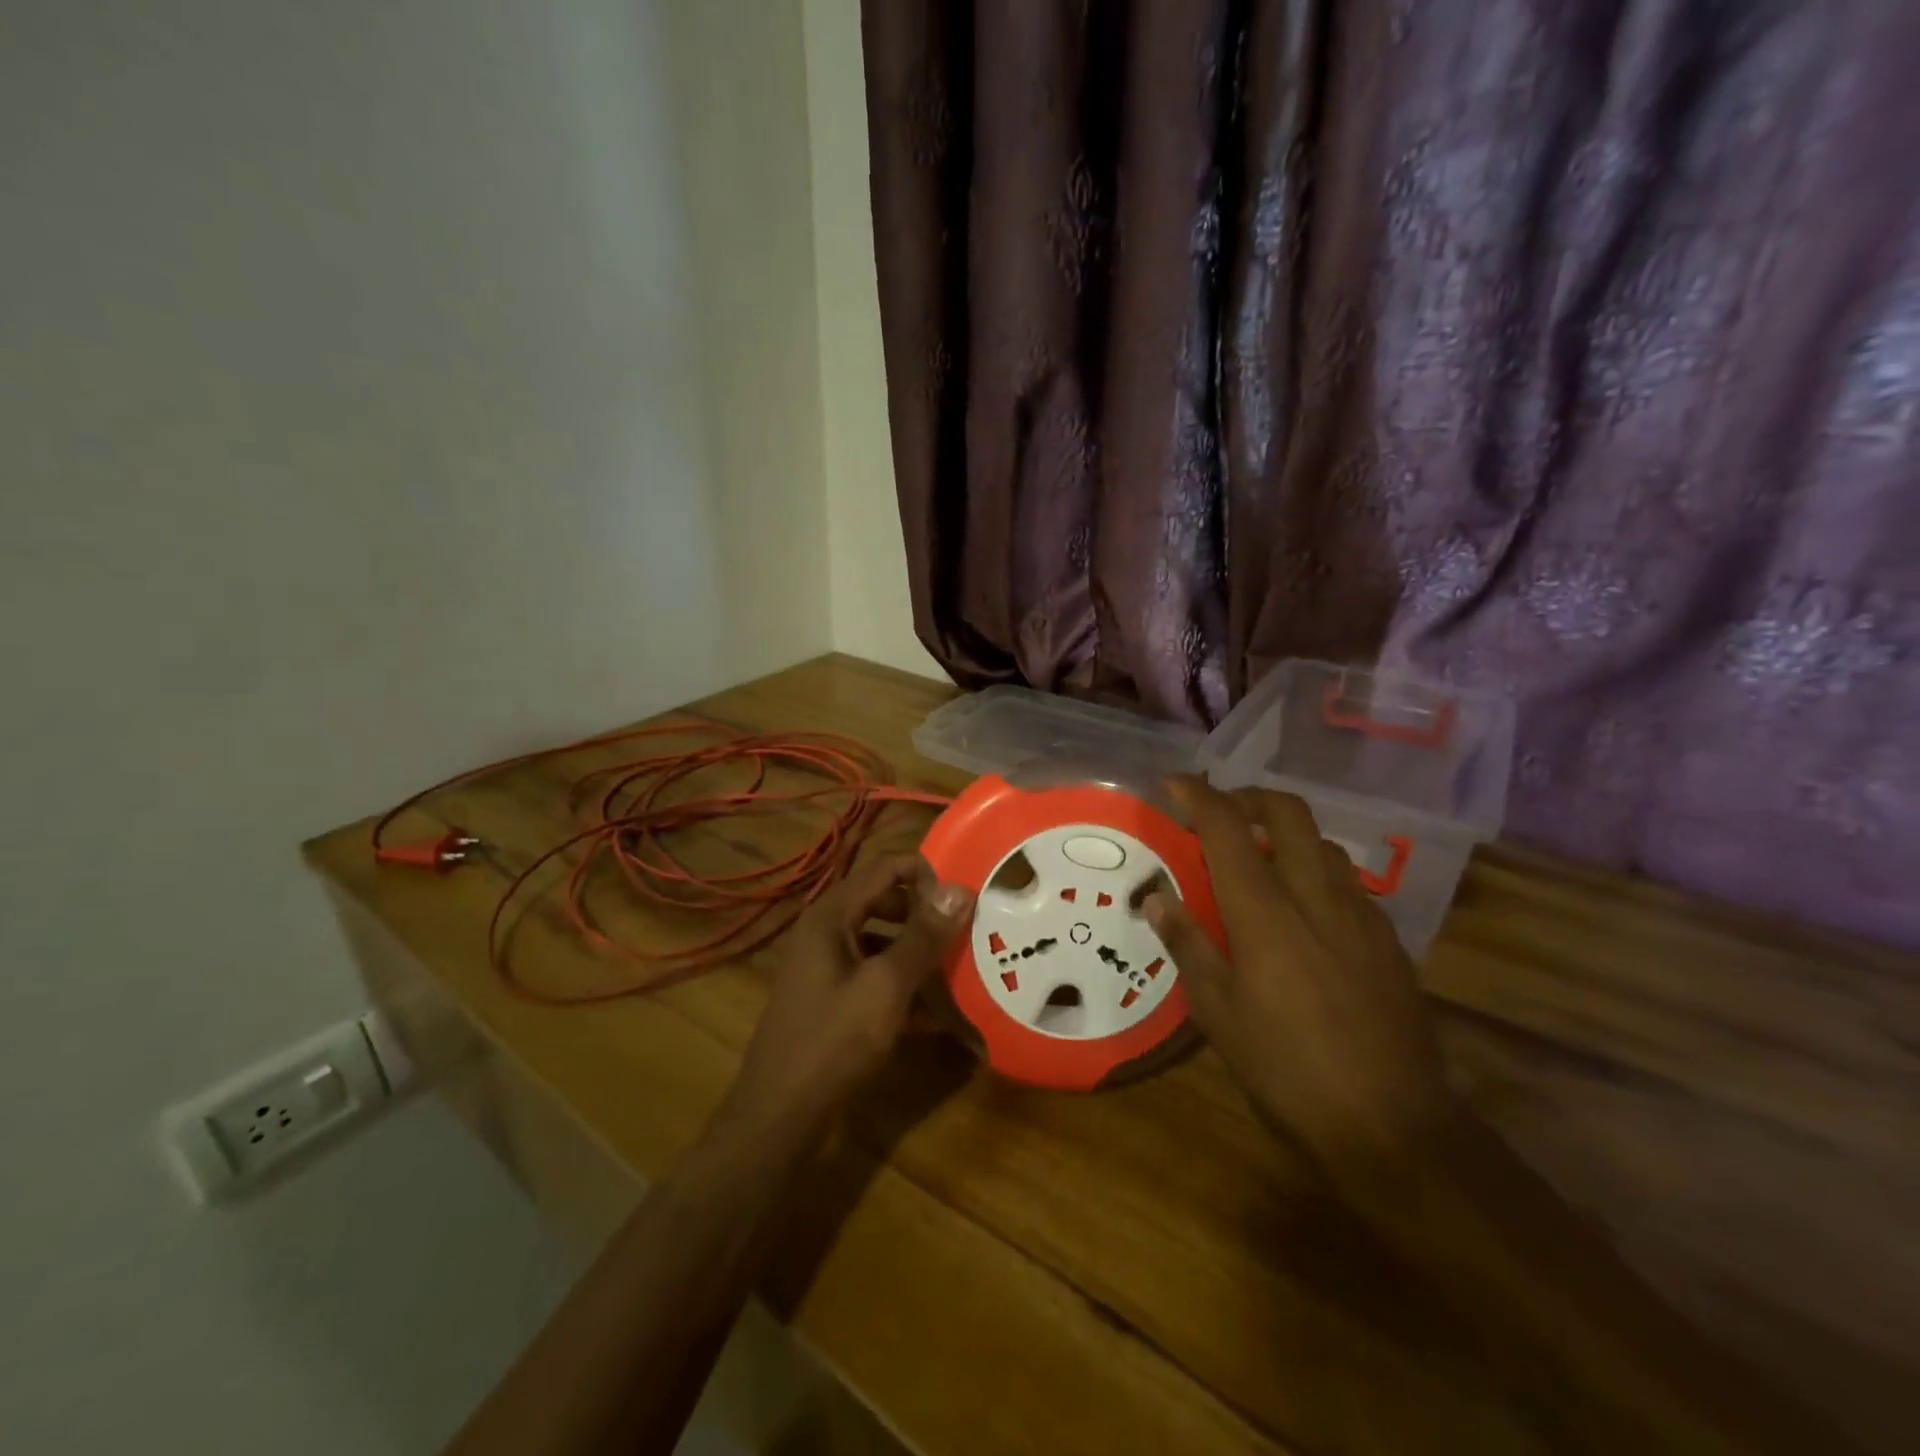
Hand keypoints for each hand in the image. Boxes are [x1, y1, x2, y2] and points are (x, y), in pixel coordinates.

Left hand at [719, 854, 971, 1145]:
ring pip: (883, 943)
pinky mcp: (832, 999)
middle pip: (885, 903)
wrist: (779, 1117)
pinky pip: (875, 977)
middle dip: (926, 917)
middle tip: (967, 934)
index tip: (964, 900)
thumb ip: (923, 937)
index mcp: (831, 915)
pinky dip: (904, 988)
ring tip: (961, 973)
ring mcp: (826, 967)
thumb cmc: (832, 1042)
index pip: (885, 867)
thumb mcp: (886, 987)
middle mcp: (826, 932)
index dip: (926, 875)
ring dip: (920, 956)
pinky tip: (938, 1016)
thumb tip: (960, 888)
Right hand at [1145, 776, 1459, 1191]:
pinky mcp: (1389, 941)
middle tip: (1220, 814)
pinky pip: (1347, 881)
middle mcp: (1316, 897)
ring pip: (1322, 843)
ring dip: (1285, 835)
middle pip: (1288, 813)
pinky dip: (1315, 872)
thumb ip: (1188, 944)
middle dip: (1249, 797)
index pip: (1228, 829)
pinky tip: (1303, 913)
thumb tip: (1156, 896)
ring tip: (1258, 863)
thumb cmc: (1287, 1071)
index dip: (1199, 796)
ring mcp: (1361, 915)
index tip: (1174, 783)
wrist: (1395, 1127)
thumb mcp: (1219, 1013)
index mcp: (1265, 913)